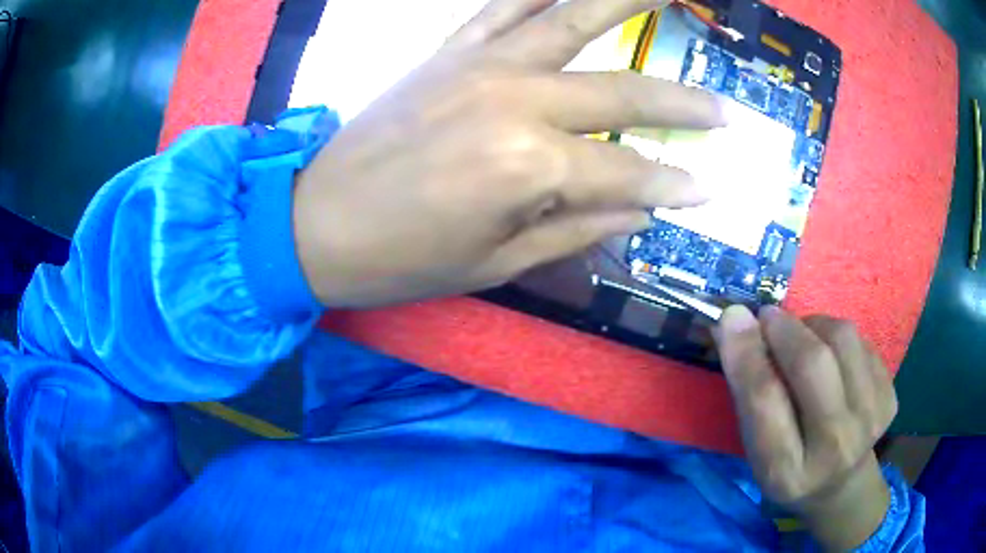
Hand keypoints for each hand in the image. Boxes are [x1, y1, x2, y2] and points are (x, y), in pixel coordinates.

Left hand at [293, 0, 724, 308]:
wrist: (315, 223)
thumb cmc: (402, 260)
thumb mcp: (497, 265)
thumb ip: (580, 229)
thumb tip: (642, 208)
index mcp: (529, 169)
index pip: (628, 176)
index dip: (673, 187)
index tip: (708, 190)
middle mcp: (515, 100)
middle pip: (623, 93)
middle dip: (684, 106)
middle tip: (725, 112)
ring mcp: (480, 63)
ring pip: (571, 16)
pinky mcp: (447, 51)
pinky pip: (502, 4)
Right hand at [714, 306, 897, 550]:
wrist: (840, 485)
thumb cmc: (788, 465)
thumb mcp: (757, 446)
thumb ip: (749, 391)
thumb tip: (735, 321)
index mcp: (787, 471)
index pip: (765, 400)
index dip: (747, 352)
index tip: (731, 317)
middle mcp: (833, 449)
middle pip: (812, 364)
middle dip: (785, 329)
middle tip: (769, 318)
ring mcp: (869, 421)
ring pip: (842, 339)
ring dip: (814, 326)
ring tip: (803, 339)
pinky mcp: (890, 398)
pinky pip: (862, 342)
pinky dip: (838, 338)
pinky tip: (832, 358)